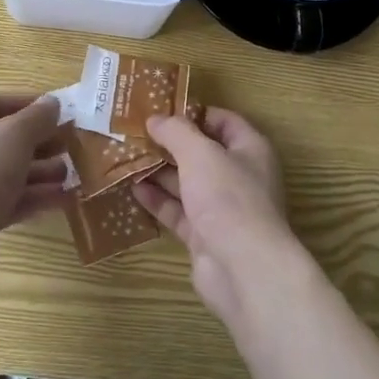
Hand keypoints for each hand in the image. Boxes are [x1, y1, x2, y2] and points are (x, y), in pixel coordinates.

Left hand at [0, 93, 69, 294]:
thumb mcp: (14, 135)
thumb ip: (36, 118)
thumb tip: (52, 103)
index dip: (28, 104)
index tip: (59, 111)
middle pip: (7, 139)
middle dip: (41, 142)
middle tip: (73, 144)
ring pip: (11, 172)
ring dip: (43, 172)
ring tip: (73, 173)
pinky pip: (11, 200)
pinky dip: (36, 198)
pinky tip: (65, 199)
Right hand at [134, 107, 300, 325]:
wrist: (244, 270)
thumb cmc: (228, 198)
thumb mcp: (199, 153)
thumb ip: (176, 132)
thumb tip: (156, 119)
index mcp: (250, 150)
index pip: (223, 121)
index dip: (194, 113)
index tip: (162, 109)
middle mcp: (239, 177)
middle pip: (202, 153)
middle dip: (171, 144)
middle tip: (137, 132)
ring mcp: (222, 209)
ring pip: (187, 183)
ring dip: (160, 171)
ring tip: (128, 157)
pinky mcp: (205, 236)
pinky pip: (178, 212)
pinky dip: (158, 200)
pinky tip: (133, 188)